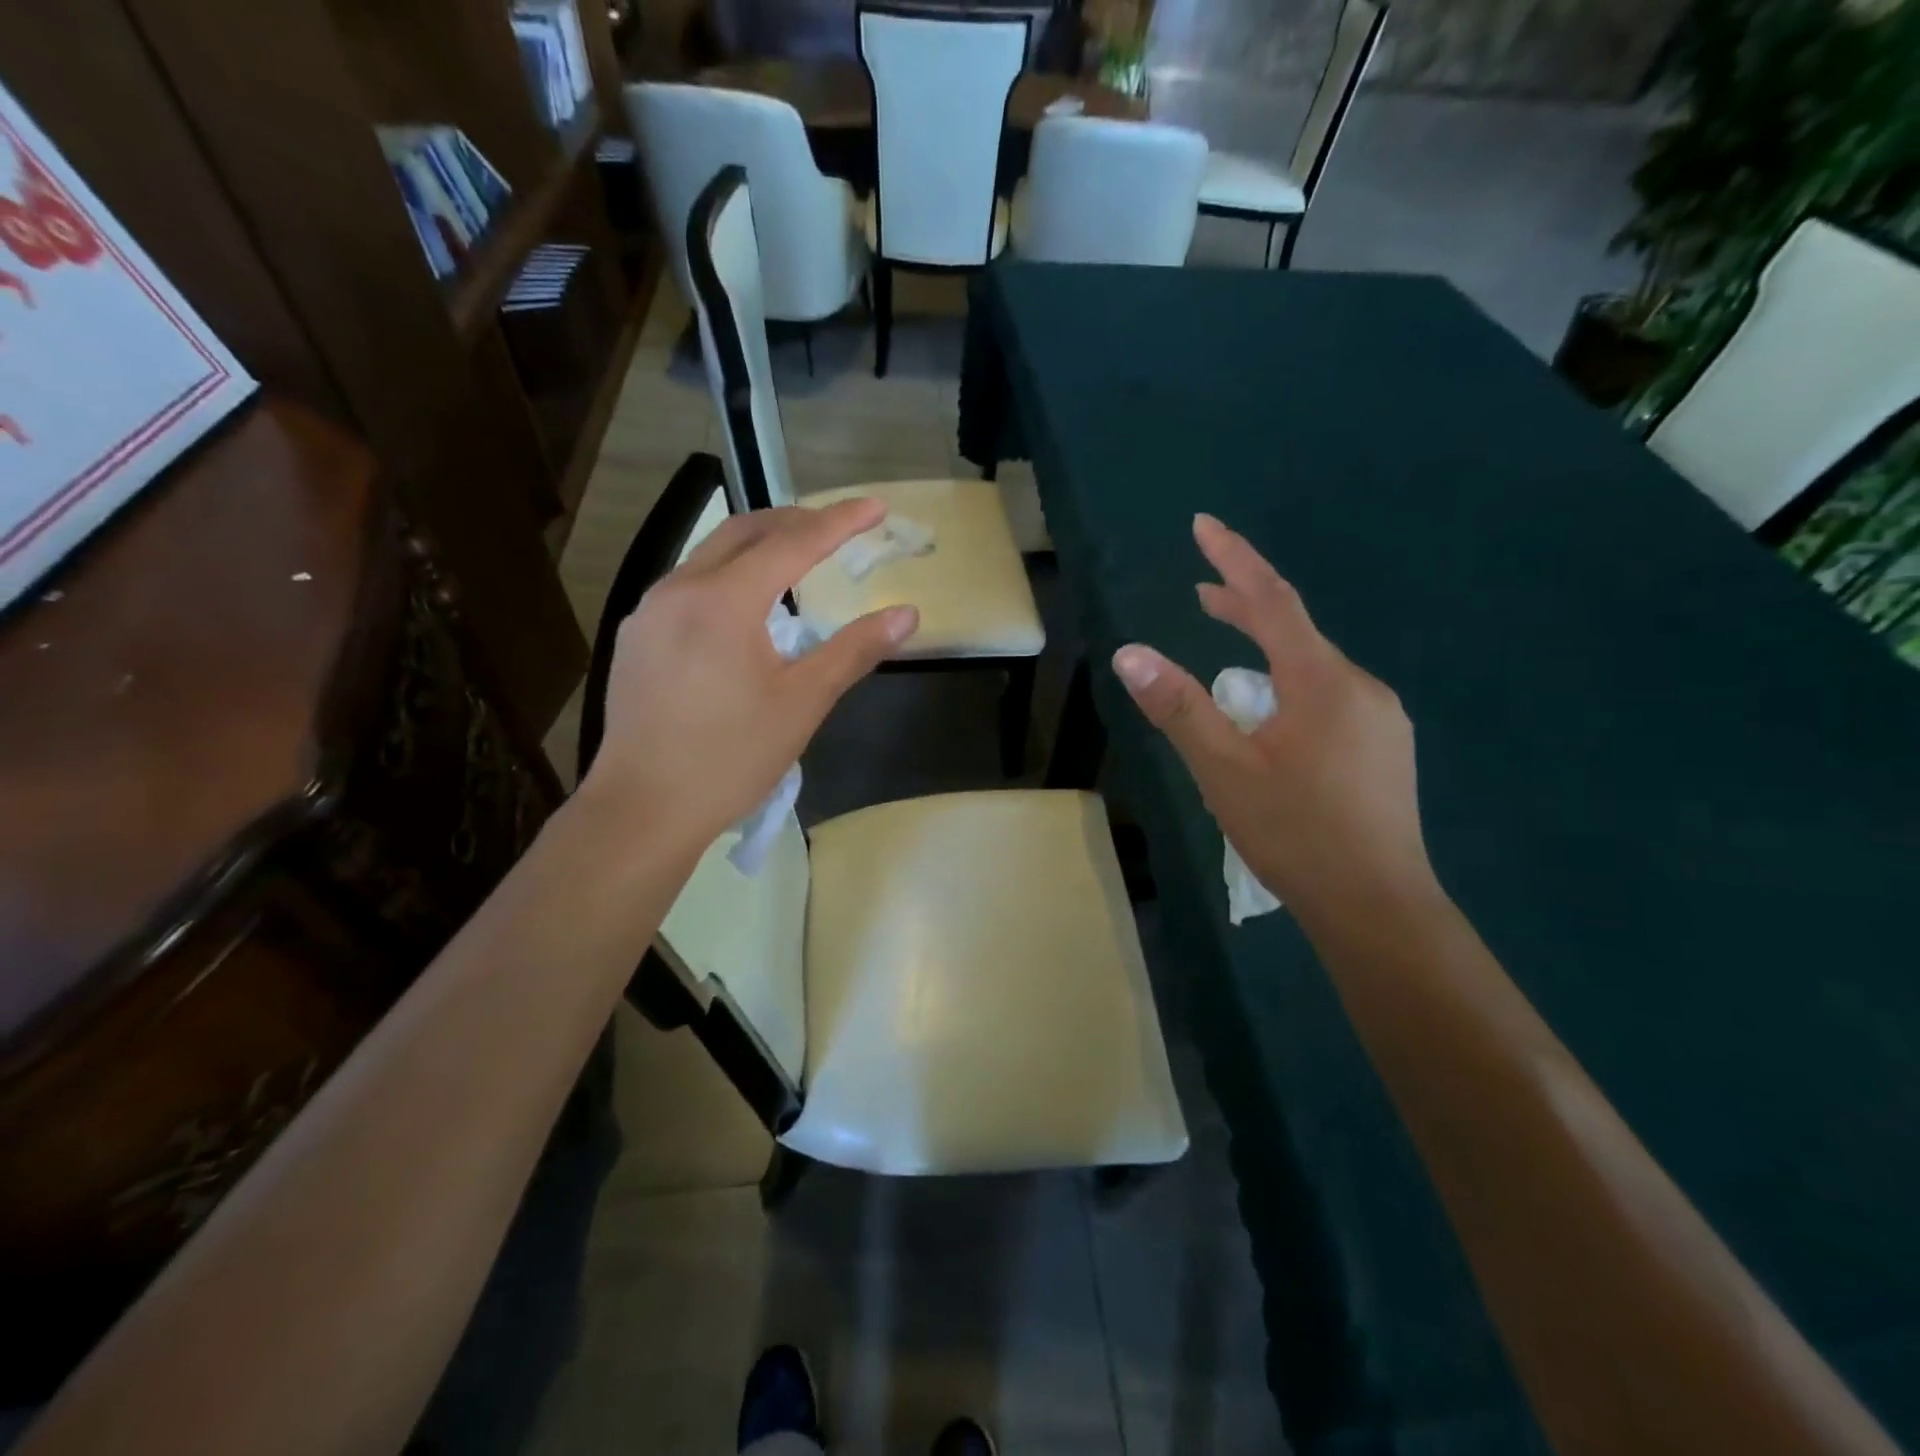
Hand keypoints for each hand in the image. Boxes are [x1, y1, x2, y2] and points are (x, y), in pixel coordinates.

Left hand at [579, 498, 917, 853]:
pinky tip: (743, 610)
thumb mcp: (803, 703)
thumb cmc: (730, 758)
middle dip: (794, 521)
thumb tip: (907, 614)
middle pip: (744, 532)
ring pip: (710, 556)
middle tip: (836, 528)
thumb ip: (854, 650)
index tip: (876, 508)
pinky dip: (728, 578)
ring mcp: (649, 612)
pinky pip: (688, 586)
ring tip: (795, 562)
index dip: (839, 522)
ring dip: (757, 547)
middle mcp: (679, 589)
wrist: (642, 809)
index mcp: (724, 600)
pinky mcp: (637, 638)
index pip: (793, 543)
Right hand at [1111, 514, 1435, 924]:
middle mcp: (1359, 687)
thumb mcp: (1223, 769)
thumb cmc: (1295, 832)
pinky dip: (1290, 687)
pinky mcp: (1384, 750)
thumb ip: (1179, 707)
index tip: (1203, 524)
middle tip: (1202, 594)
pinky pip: (1328, 698)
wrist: (1377, 905)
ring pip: (1312, 669)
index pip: (1272, 600)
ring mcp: (1379, 720)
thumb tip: (1130, 652)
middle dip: (1246, 605)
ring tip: (1227, 660)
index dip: (1234, 559)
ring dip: (1267, 653)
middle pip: (1296, 630)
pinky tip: (1273, 721)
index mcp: (1320, 681)